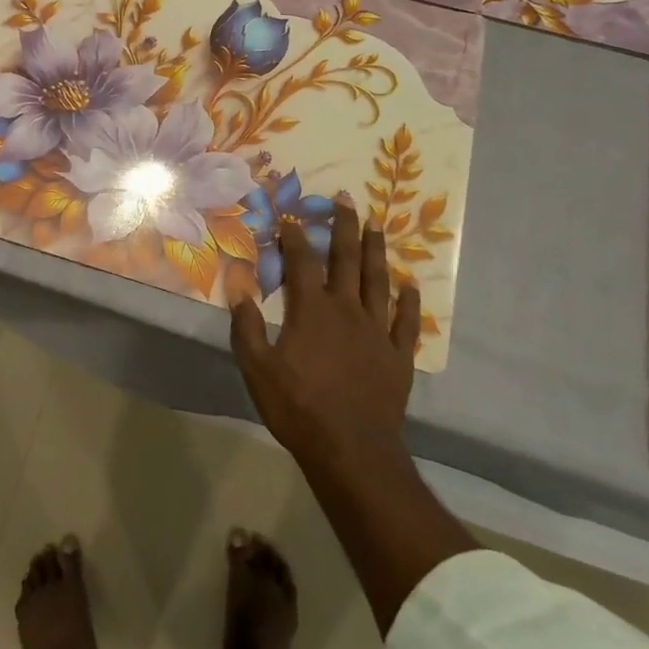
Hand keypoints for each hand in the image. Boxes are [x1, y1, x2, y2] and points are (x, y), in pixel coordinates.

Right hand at [229, 197, 420, 469]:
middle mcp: (347, 310)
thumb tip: (238, 284)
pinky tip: (410, 283)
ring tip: (377, 225)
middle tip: (347, 199)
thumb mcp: (257, 368)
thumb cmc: (298, 408)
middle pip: (346, 259)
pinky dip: (408, 301)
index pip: (302, 262)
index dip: (295, 237)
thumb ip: (246, 325)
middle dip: (344, 226)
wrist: (351, 450)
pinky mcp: (398, 355)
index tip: (291, 217)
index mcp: (312, 310)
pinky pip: (406, 321)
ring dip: (376, 251)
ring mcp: (376, 331)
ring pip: (377, 281)